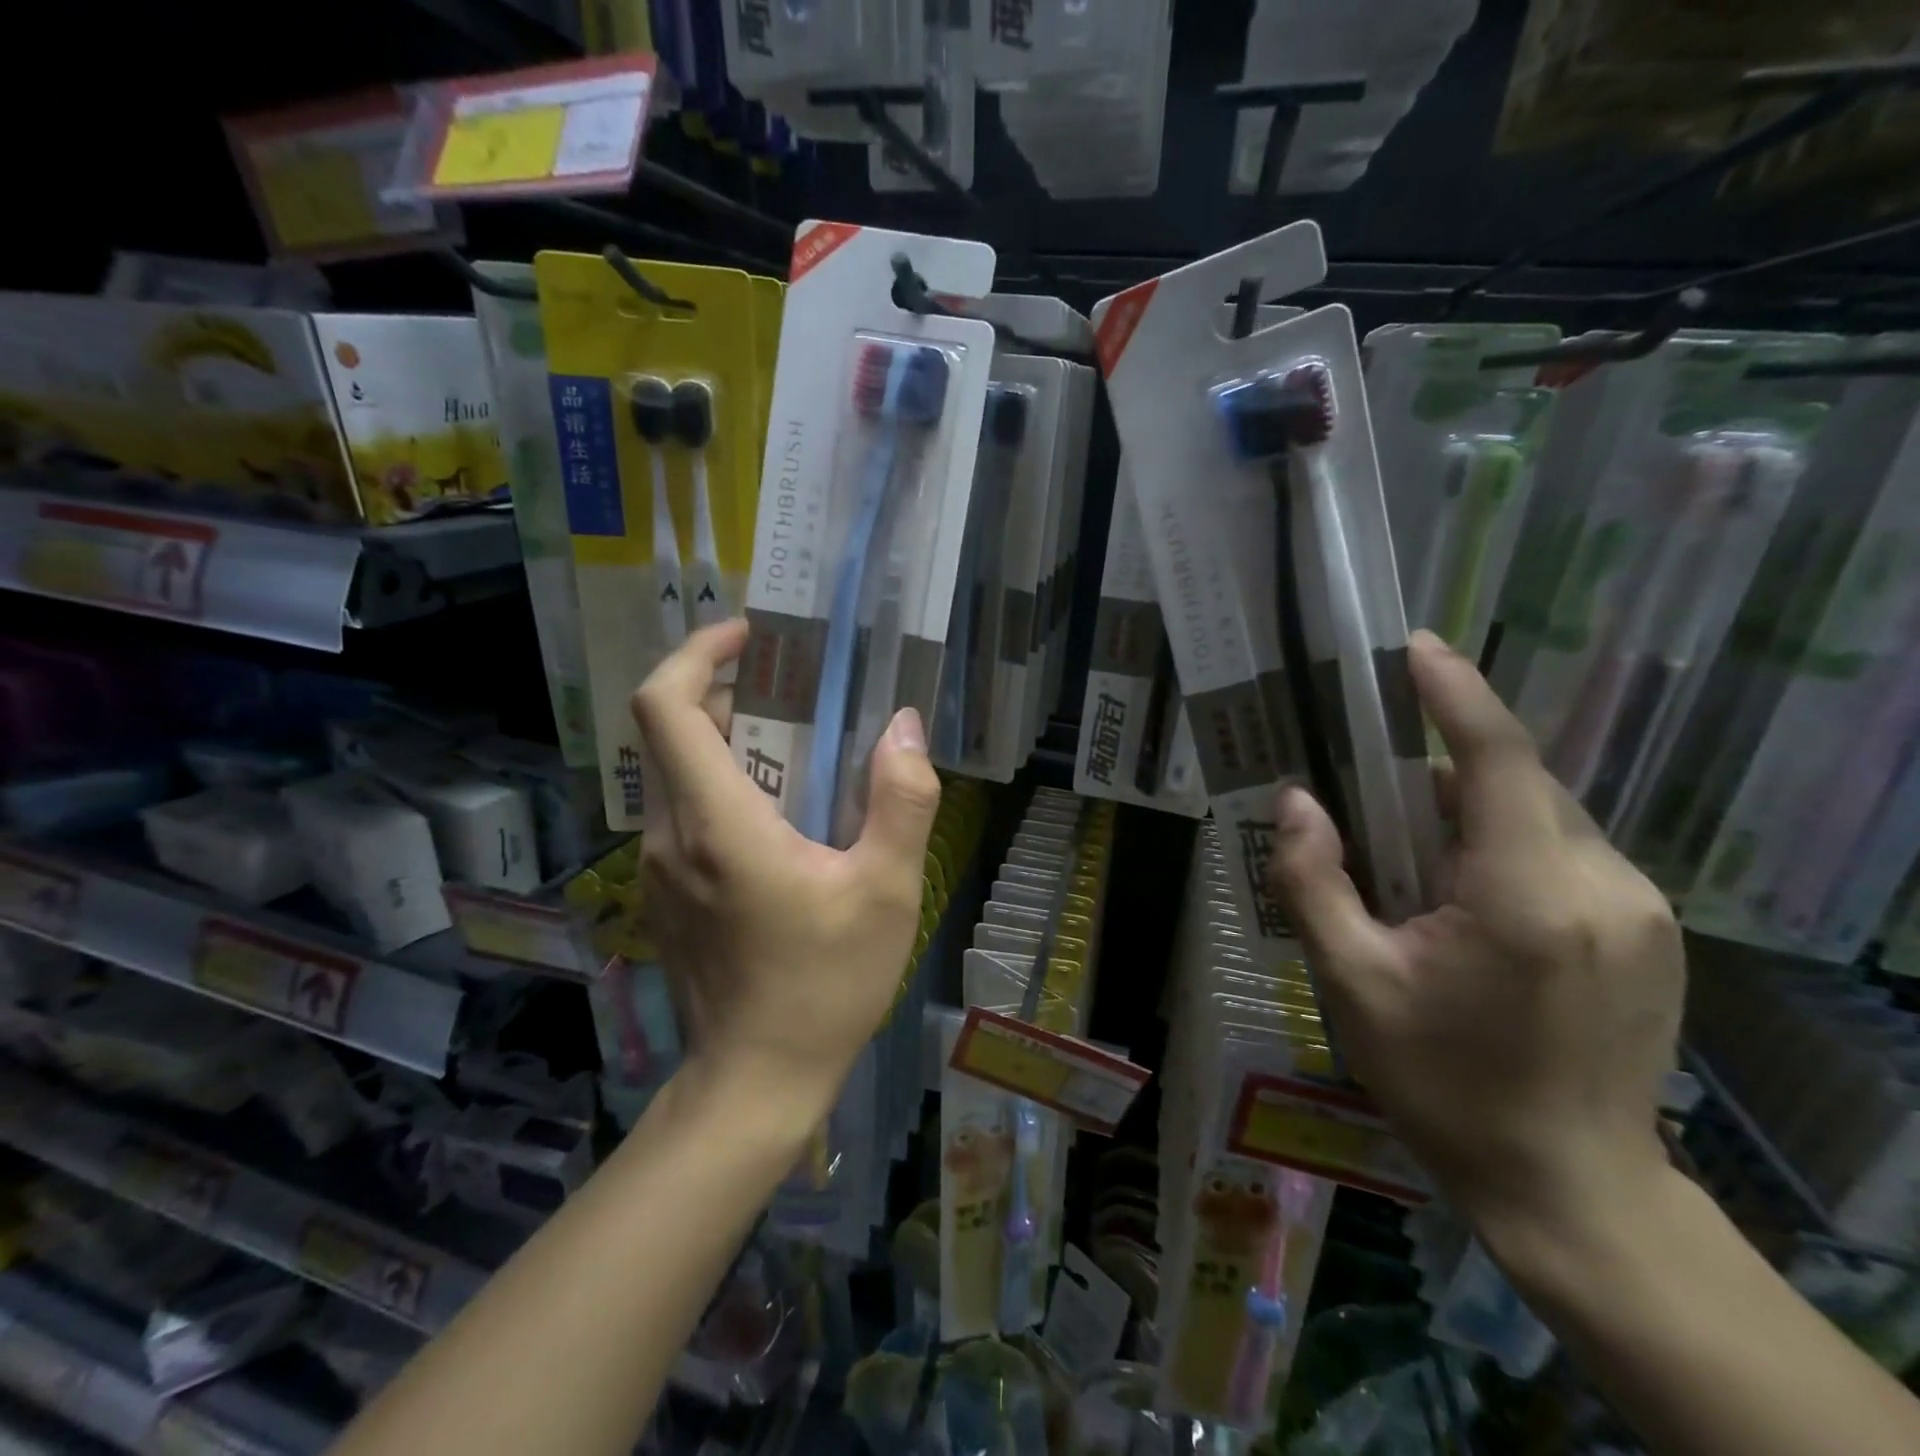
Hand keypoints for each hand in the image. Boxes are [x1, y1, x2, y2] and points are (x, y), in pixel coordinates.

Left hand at [630, 620, 941, 1115]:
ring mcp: (658, 868)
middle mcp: (669, 835)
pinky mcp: (666, 894)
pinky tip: (785, 818)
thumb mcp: (886, 891)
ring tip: (805, 750)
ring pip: (679, 773)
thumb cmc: (824, 985)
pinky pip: (686, 814)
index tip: (752, 638)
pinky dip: (726, 787)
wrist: (757, 1083)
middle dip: (732, 695)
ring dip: (733, 743)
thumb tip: (905, 726)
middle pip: (674, 731)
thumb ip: (901, 800)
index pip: (667, 705)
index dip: (699, 653)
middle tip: (802, 692)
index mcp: (716, 822)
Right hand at [1267, 631, 1683, 1261]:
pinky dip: (1510, 847)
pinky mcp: (1652, 929)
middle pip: (1514, 786)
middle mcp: (1602, 885)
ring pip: (1542, 817)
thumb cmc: (1442, 1082)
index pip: (1497, 761)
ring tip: (1416, 870)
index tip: (1416, 648)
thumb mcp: (1349, 983)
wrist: (1569, 1185)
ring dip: (1474, 816)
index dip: (1455, 695)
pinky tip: (1469, 904)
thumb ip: (1313, 881)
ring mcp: (1641, 908)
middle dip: (1442, 776)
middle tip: (1373, 805)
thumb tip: (1296, 801)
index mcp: (1525, 895)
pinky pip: (1567, 851)